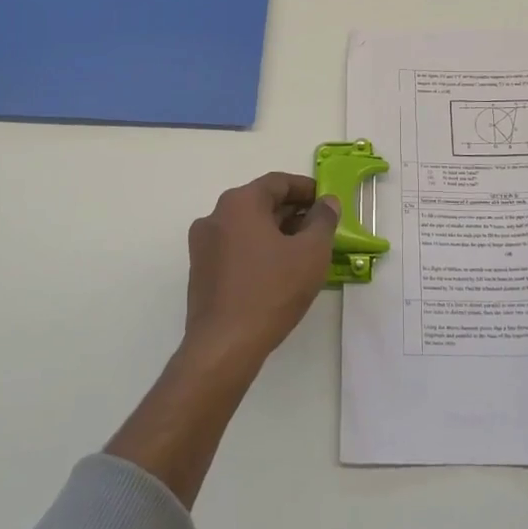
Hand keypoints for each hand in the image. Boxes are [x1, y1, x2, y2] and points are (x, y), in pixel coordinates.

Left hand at [182, 172, 339, 371]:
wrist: (224, 346)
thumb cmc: (271, 291)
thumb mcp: (311, 252)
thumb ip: (323, 220)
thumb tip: (327, 202)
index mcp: (240, 202)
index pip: (278, 182)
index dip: (307, 189)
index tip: (327, 202)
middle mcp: (216, 215)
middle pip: (261, 202)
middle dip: (292, 212)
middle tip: (319, 228)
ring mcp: (203, 244)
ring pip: (247, 226)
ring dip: (275, 232)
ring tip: (302, 251)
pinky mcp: (200, 271)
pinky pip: (235, 248)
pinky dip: (257, 250)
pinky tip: (277, 271)